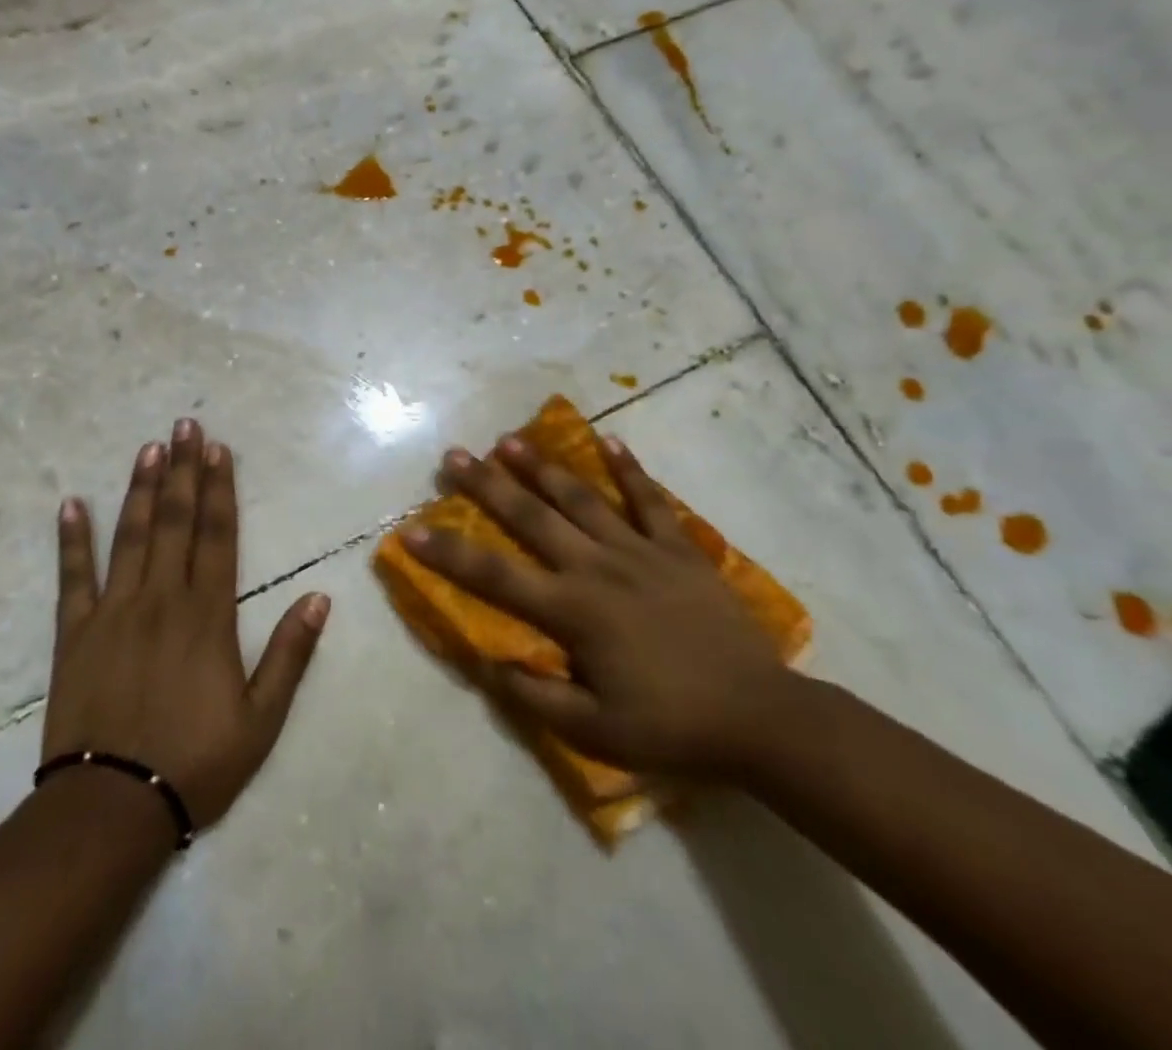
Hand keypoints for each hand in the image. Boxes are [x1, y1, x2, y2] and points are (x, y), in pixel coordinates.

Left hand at [41, 419, 329, 828]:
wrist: (110, 810)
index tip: (218, 449)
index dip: (219, 488)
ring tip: (148, 448)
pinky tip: (71, 504)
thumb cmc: (195, 763)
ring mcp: (113, 612)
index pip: (217, 535)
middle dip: (182, 469)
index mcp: (207, 615)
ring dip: (140, 489)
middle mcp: (161, 599)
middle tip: (184, 425)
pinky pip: (72, 578)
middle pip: (175, 521)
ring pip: (130, 536)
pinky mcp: (75, 634)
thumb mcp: (262, 720)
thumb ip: (290, 654)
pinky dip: (72, 540)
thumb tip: (319, 597)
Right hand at [403, 432, 801, 781]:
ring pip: (583, 498)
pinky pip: (651, 501)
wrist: (760, 717)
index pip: (496, 577)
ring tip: (511, 439)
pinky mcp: (679, 549)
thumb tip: (487, 661)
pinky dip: (630, 470)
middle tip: (456, 455)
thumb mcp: (596, 731)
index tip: (412, 529)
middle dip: (489, 485)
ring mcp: (641, 551)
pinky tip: (610, 440)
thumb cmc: (672, 726)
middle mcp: (598, 568)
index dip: (450, 552)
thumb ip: (537, 694)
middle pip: (533, 518)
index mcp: (574, 611)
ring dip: (544, 467)